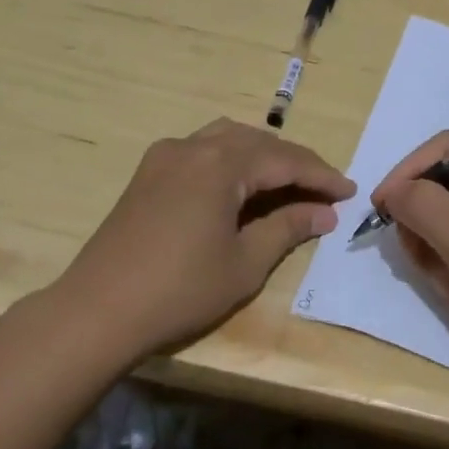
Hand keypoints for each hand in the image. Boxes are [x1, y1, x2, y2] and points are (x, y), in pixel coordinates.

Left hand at [53, 119, 354, 359]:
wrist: (98, 310)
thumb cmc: (180, 289)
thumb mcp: (245, 263)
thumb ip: (287, 228)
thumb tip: (323, 213)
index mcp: (221, 164)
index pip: (285, 160)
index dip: (321, 176)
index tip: (349, 192)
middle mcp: (193, 147)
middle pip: (257, 142)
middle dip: (294, 163)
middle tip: (323, 190)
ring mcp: (165, 156)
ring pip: (226, 139)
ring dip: (261, 155)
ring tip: (285, 183)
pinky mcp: (147, 173)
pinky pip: (200, 150)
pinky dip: (229, 159)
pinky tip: (238, 185)